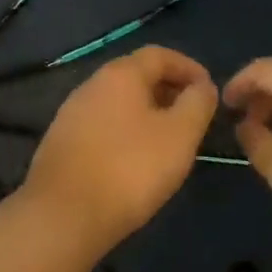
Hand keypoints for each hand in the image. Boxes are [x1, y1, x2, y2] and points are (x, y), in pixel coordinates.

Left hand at [18, 46, 217, 257]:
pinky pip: (104, 125)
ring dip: (148, 113)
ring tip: (170, 141)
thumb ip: (197, 103)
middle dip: (169, 91)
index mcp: (120, 74)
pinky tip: (136, 160)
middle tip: (193, 118)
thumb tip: (203, 86)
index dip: (189, 68)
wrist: (63, 216)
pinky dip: (127, 132)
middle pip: (137, 76)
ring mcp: (72, 114)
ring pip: (119, 103)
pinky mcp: (62, 143)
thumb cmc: (130, 168)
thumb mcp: (180, 134)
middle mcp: (92, 85)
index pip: (160, 55)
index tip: (209, 91)